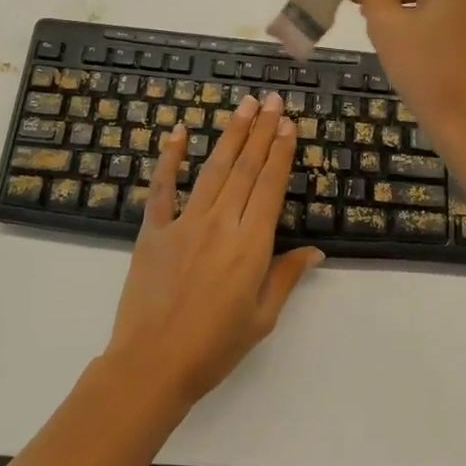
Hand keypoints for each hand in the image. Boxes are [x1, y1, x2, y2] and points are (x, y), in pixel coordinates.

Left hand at [104, 92, 323, 411]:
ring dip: (230, 135)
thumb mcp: (261, 318)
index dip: (280, 153)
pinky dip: (169, 159)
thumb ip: (285, 278)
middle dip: (260, 131)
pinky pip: (162, 188)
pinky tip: (177, 133)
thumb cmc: (214, 348)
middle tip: (271, 100)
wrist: (151, 365)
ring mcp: (184, 223)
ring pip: (212, 170)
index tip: (287, 124)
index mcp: (250, 246)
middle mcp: (220, 224)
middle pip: (244, 169)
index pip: (269, 187)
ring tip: (243, 106)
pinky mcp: (154, 230)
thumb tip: (315, 251)